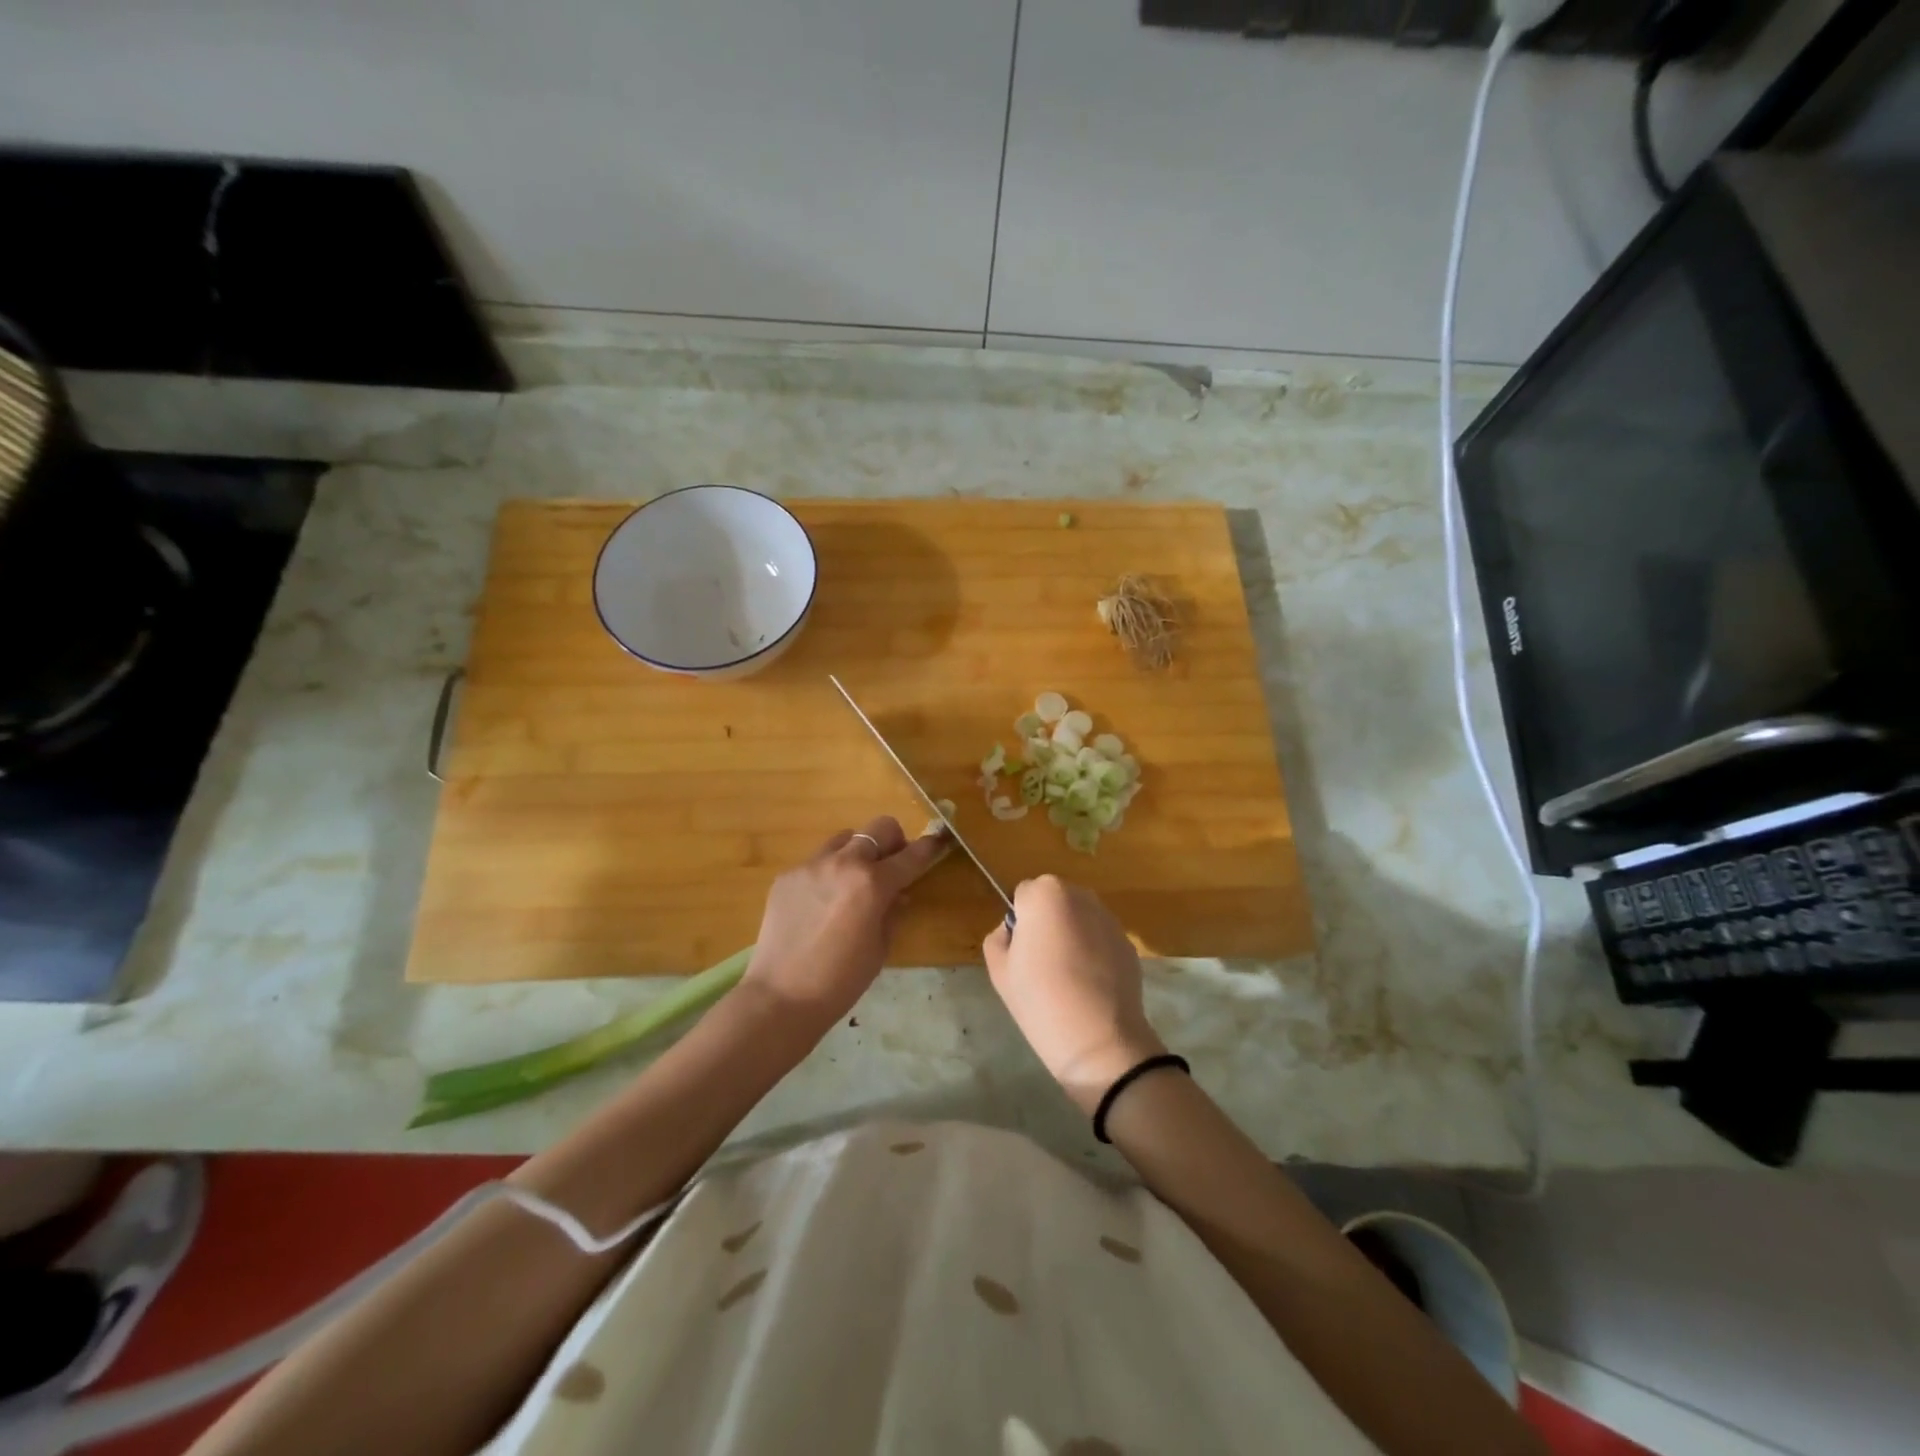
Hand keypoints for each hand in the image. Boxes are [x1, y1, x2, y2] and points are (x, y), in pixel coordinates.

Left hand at [741, 816, 948, 1029]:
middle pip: (879, 828)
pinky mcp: (787, 875)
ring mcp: (810, 865)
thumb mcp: (879, 948)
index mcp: (872, 883)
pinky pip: (817, 861)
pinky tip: (821, 904)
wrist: (780, 997)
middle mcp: (842, 863)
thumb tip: (898, 894)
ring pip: (845, 839)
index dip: (929, 847)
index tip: (938, 841)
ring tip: (852, 884)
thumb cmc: (840, 981)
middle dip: (893, 842)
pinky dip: (828, 873)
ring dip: (858, 854)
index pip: (911, 855)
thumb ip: (892, 912)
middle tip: (891, 867)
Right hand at [981, 876, 1165, 1113]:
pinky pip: (1100, 938)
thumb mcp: (999, 969)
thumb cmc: (1039, 998)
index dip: (1020, 922)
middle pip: (1054, 900)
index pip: (1024, 895)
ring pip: (1079, 917)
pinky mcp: (1128, 942)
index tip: (1022, 952)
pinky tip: (1090, 984)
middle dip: (1047, 921)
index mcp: (1045, 894)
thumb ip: (999, 937)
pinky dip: (1094, 951)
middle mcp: (1080, 895)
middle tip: (1042, 961)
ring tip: (1068, 975)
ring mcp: (1109, 918)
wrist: (1098, 1038)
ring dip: (1072, 933)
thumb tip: (1014, 931)